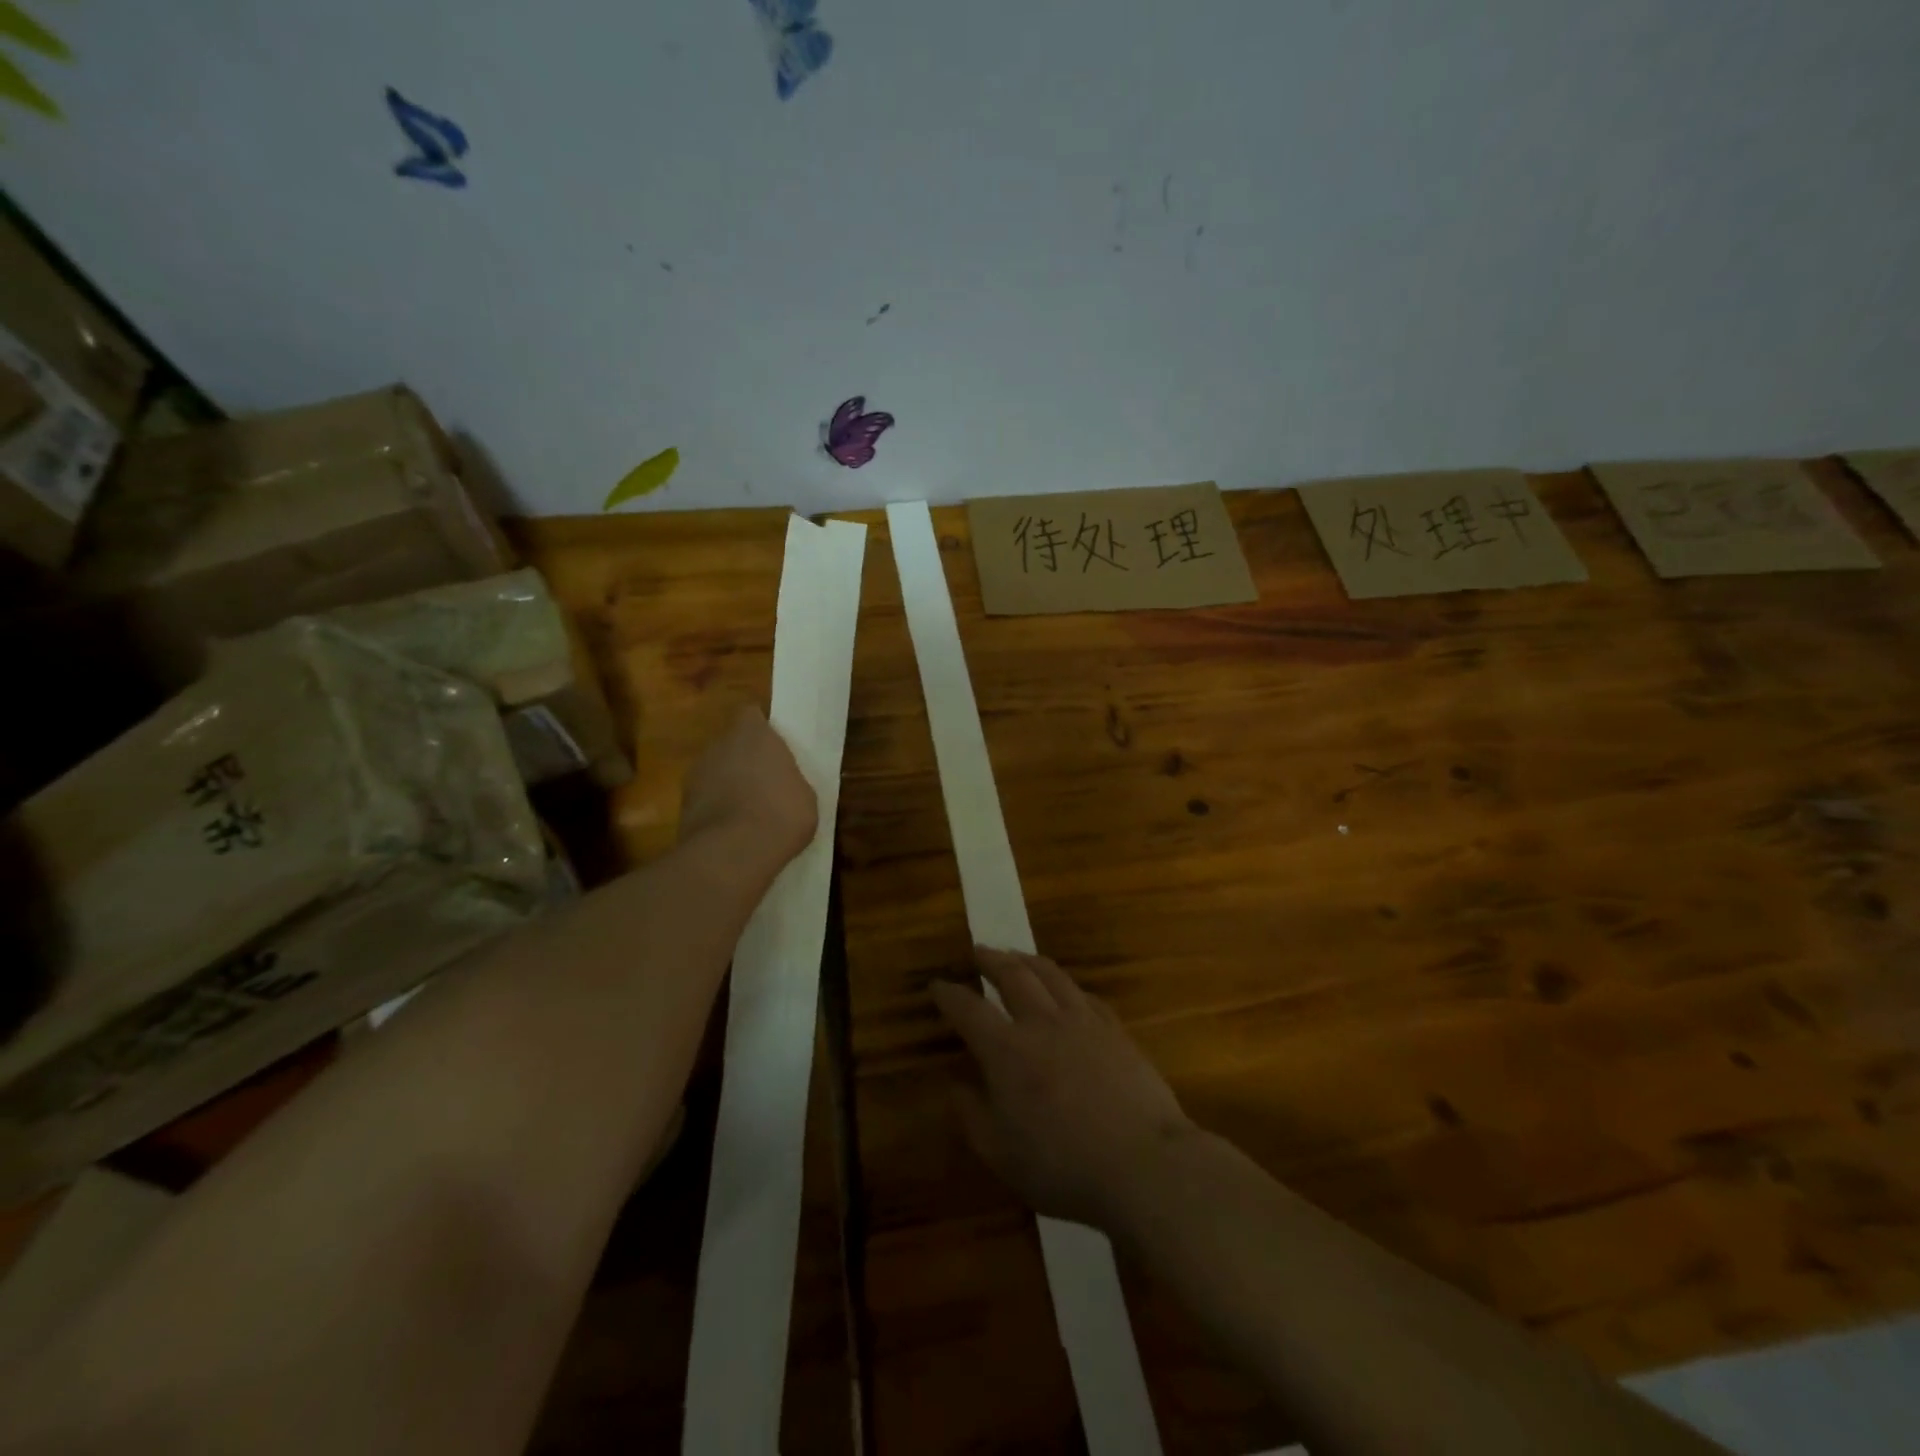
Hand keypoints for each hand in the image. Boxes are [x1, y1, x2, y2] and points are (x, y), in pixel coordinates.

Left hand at [678, 706, 817, 870]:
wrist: (733, 853)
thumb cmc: (781, 814)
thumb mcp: (805, 795)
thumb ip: (789, 779)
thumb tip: (782, 783)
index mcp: (753, 734)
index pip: (751, 715)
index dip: (761, 729)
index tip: (774, 748)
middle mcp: (719, 745)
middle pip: (731, 743)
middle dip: (744, 759)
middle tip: (765, 782)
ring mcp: (696, 774)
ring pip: (715, 771)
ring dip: (727, 784)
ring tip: (748, 811)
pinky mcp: (683, 804)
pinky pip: (705, 798)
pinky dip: (716, 809)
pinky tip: (733, 831)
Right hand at [933, 946, 1195, 1228]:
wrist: (1142, 1163)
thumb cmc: (1063, 1166)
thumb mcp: (1001, 1156)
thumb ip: (973, 1117)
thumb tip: (957, 1086)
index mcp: (1007, 1051)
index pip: (969, 1010)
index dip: (950, 995)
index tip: (937, 984)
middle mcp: (1042, 1023)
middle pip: (1013, 975)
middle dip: (991, 959)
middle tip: (979, 950)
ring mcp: (1083, 1022)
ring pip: (1051, 975)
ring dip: (1028, 960)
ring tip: (1017, 955)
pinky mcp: (1115, 1030)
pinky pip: (1085, 995)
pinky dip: (1066, 985)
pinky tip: (1066, 990)